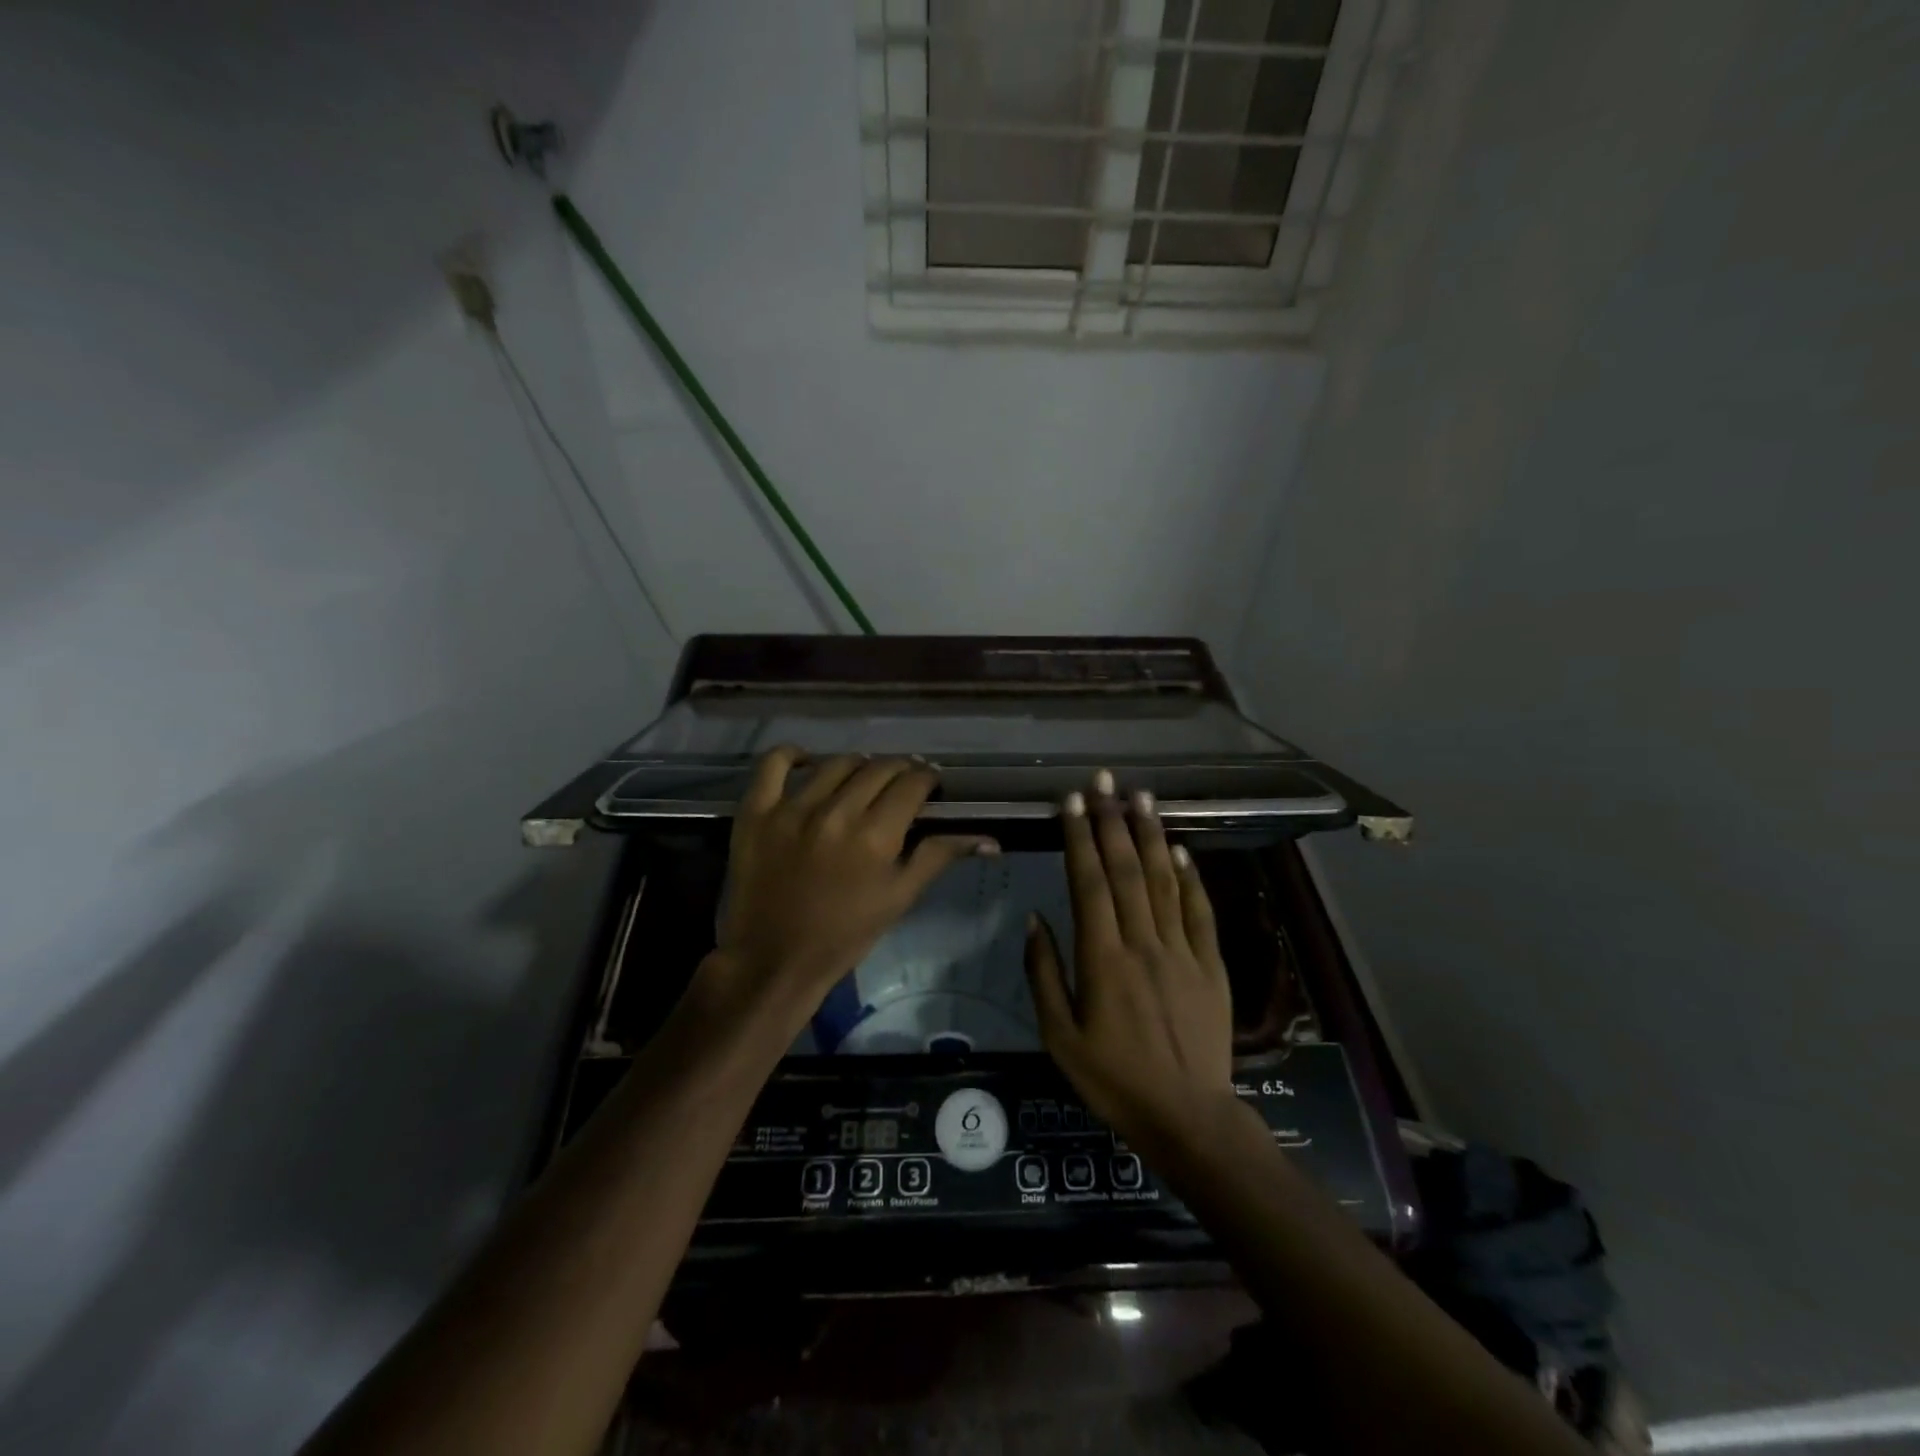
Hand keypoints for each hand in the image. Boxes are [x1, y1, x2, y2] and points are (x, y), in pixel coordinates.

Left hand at [711, 748, 997, 1036]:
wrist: (775, 959)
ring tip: (862, 778)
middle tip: (902, 783)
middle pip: (879, 768)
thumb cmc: (845, 934)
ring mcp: (792, 808)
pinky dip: (792, 755)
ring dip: (859, 765)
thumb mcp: (900, 898)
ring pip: (836, 763)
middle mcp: (836, 812)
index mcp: (876, 836)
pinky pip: (773, 764)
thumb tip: (990, 839)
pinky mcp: (756, 812)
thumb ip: (940, 856)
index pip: (913, 783)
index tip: (930, 784)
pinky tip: (807, 762)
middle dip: (900, 769)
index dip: (928, 778)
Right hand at [1024, 771, 1236, 1148]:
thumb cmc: (1114, 1080)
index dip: (1080, 838)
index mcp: (1102, 959)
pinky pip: (1200, 912)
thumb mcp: (1060, 1038)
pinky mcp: (1211, 965)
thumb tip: (1035, 919)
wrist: (1188, 1117)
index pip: (1090, 883)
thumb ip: (1044, 974)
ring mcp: (1182, 951)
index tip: (1072, 802)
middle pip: (1128, 870)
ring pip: (1165, 880)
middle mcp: (1143, 943)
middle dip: (1112, 820)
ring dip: (1151, 835)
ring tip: (1141, 796)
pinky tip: (1180, 849)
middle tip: (1104, 781)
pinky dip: (1190, 877)